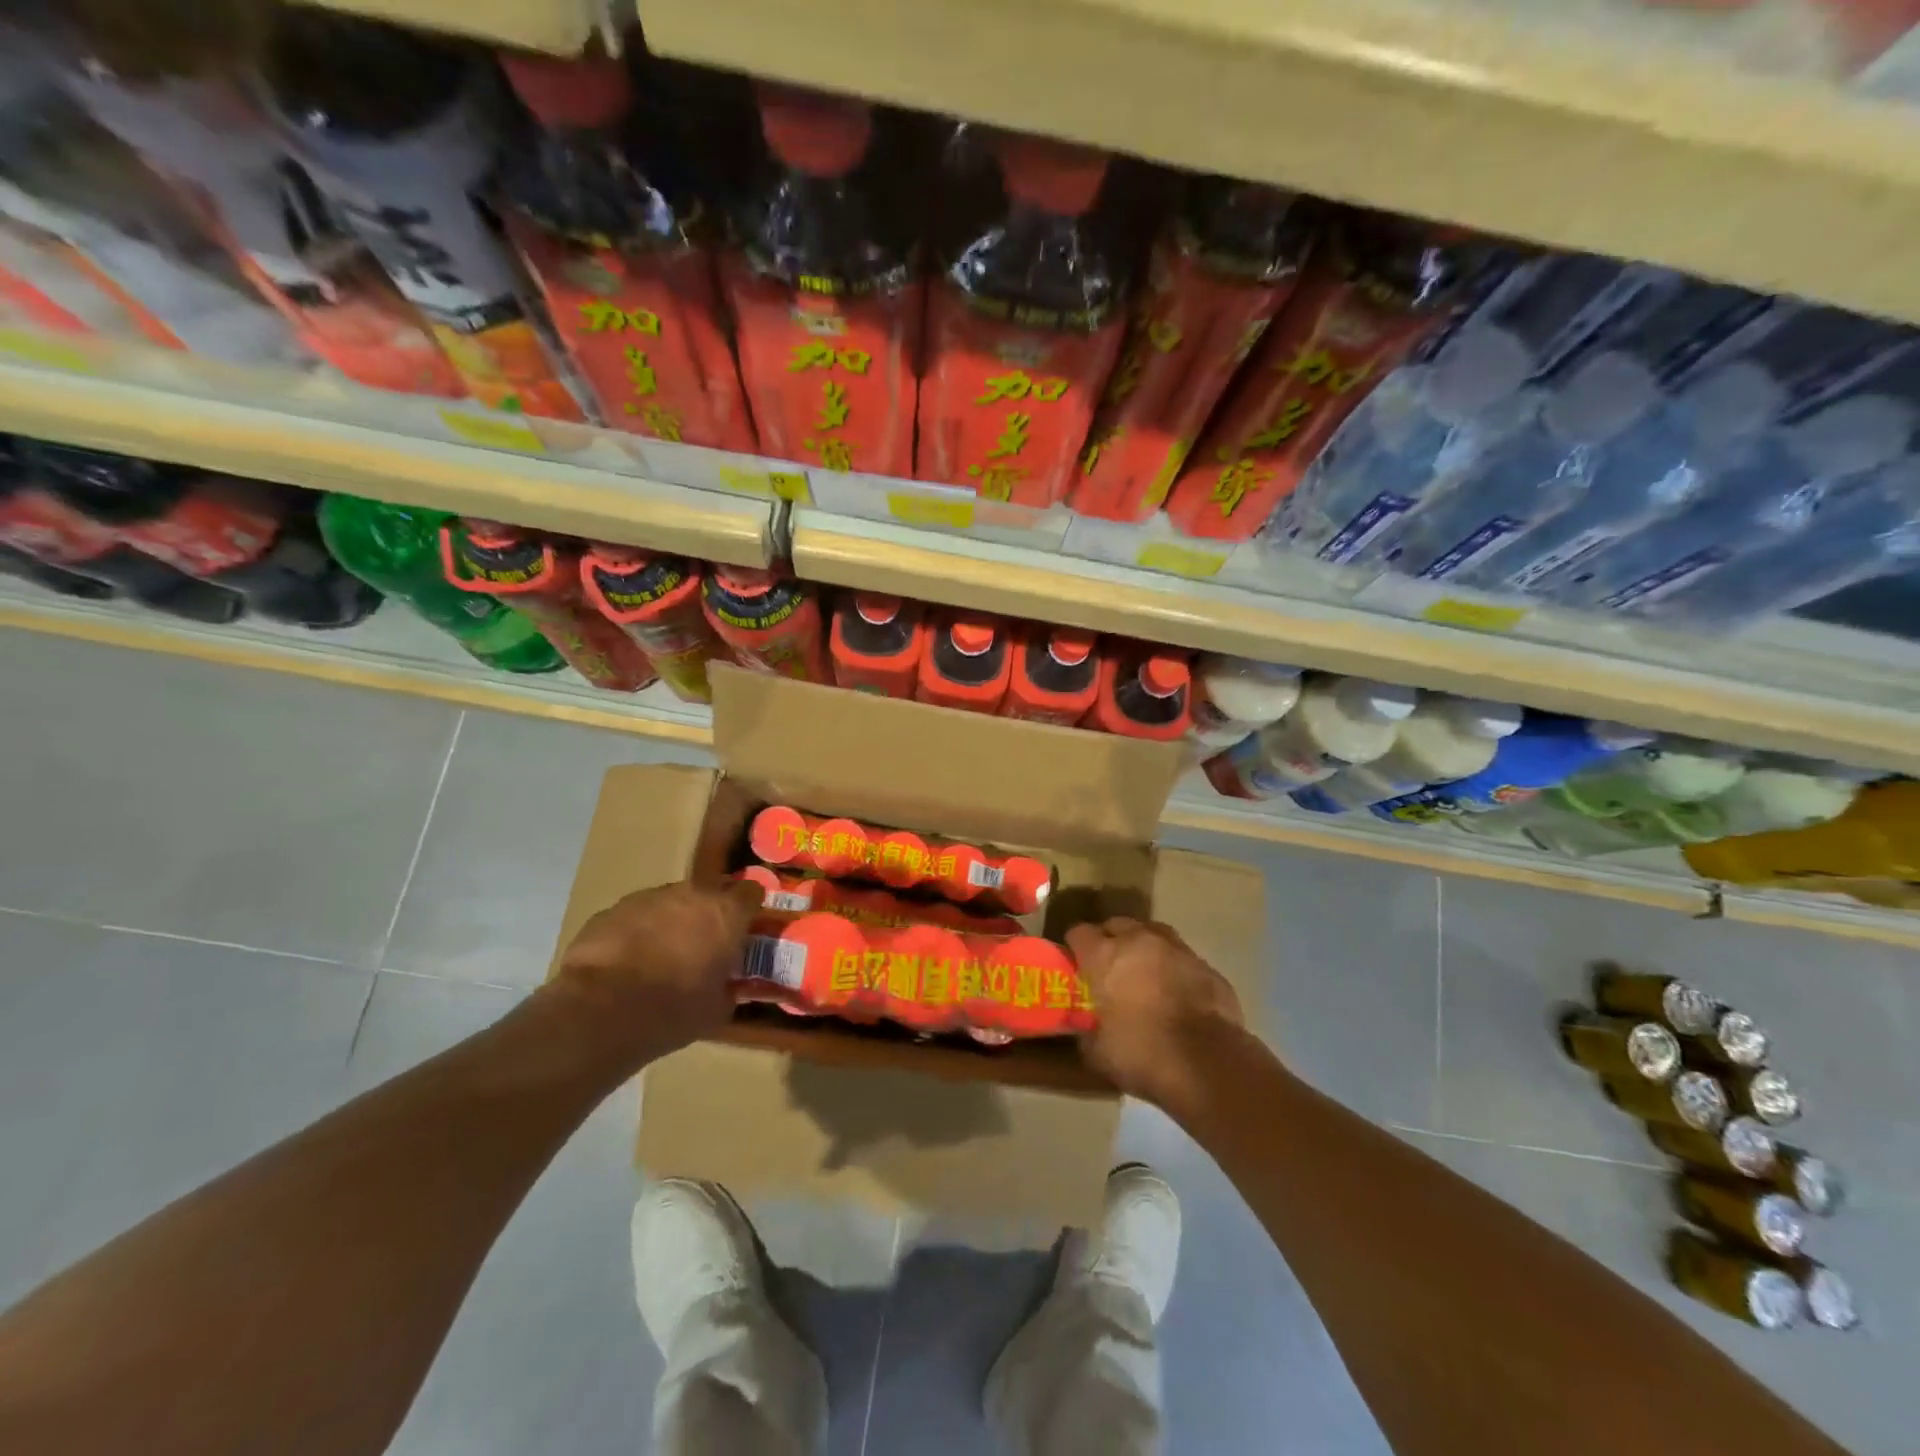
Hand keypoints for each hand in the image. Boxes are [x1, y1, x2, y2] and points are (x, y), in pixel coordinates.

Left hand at [545, 879, 761, 1070]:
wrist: (600, 1012)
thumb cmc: (673, 1011)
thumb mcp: (717, 1009)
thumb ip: (732, 987)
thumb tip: (733, 985)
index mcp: (726, 913)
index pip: (752, 892)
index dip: (750, 910)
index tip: (745, 931)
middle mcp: (691, 894)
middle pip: (709, 893)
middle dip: (709, 915)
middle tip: (704, 947)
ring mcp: (649, 897)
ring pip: (671, 902)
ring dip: (673, 921)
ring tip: (662, 956)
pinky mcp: (613, 909)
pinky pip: (636, 915)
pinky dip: (639, 931)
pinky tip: (628, 962)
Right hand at [1067, 917, 1245, 1109]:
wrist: (1206, 1063)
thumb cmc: (1141, 1053)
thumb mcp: (1097, 1051)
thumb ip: (1087, 1029)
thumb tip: (1086, 1027)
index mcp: (1104, 955)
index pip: (1079, 933)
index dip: (1075, 947)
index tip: (1075, 964)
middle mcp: (1139, 941)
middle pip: (1117, 925)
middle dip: (1110, 941)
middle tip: (1109, 967)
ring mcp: (1177, 949)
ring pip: (1153, 934)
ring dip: (1144, 948)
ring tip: (1144, 972)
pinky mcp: (1206, 966)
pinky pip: (1182, 958)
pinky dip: (1174, 968)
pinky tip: (1176, 991)